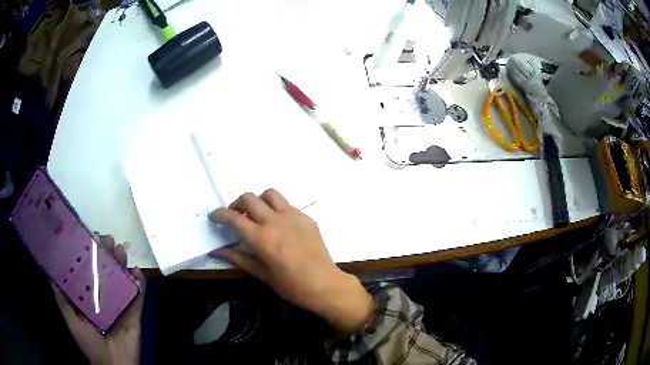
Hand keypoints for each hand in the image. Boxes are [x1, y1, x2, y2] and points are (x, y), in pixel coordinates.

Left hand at [52, 235, 145, 364]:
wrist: (113, 364)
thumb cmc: (89, 342)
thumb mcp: (70, 319)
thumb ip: (61, 298)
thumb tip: (50, 271)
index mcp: (89, 295)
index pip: (89, 269)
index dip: (90, 253)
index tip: (90, 237)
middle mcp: (105, 296)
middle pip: (107, 270)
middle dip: (108, 254)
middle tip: (108, 240)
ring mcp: (121, 304)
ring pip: (122, 279)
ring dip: (123, 263)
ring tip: (121, 250)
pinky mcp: (135, 313)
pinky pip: (138, 296)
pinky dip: (140, 283)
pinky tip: (137, 272)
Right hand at [209, 189, 373, 333]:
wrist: (325, 284)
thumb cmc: (291, 286)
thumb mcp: (261, 274)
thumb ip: (237, 259)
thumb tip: (215, 252)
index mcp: (262, 238)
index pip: (233, 217)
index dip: (219, 214)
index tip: (213, 216)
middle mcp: (276, 221)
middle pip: (249, 198)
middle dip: (236, 203)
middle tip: (235, 216)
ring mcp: (293, 216)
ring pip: (270, 194)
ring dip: (258, 201)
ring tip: (257, 216)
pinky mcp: (306, 218)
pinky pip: (287, 205)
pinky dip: (276, 210)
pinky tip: (279, 226)